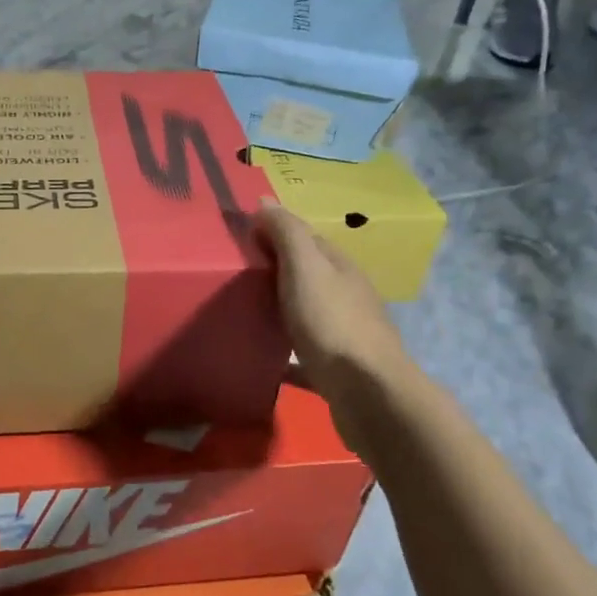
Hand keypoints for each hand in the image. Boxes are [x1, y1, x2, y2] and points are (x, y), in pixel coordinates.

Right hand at [255, 202, 409, 401]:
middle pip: (305, 276)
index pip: (306, 239)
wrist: (366, 394)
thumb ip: (287, 233)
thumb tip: (265, 201)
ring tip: (240, 313)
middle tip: (230, 275)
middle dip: (273, 272)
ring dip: (279, 310)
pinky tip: (260, 359)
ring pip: (305, 314)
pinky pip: (301, 356)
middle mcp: (345, 296)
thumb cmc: (332, 323)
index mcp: (339, 267)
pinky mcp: (335, 369)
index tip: (237, 237)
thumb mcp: (305, 268)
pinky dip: (282, 353)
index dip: (274, 233)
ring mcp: (343, 334)